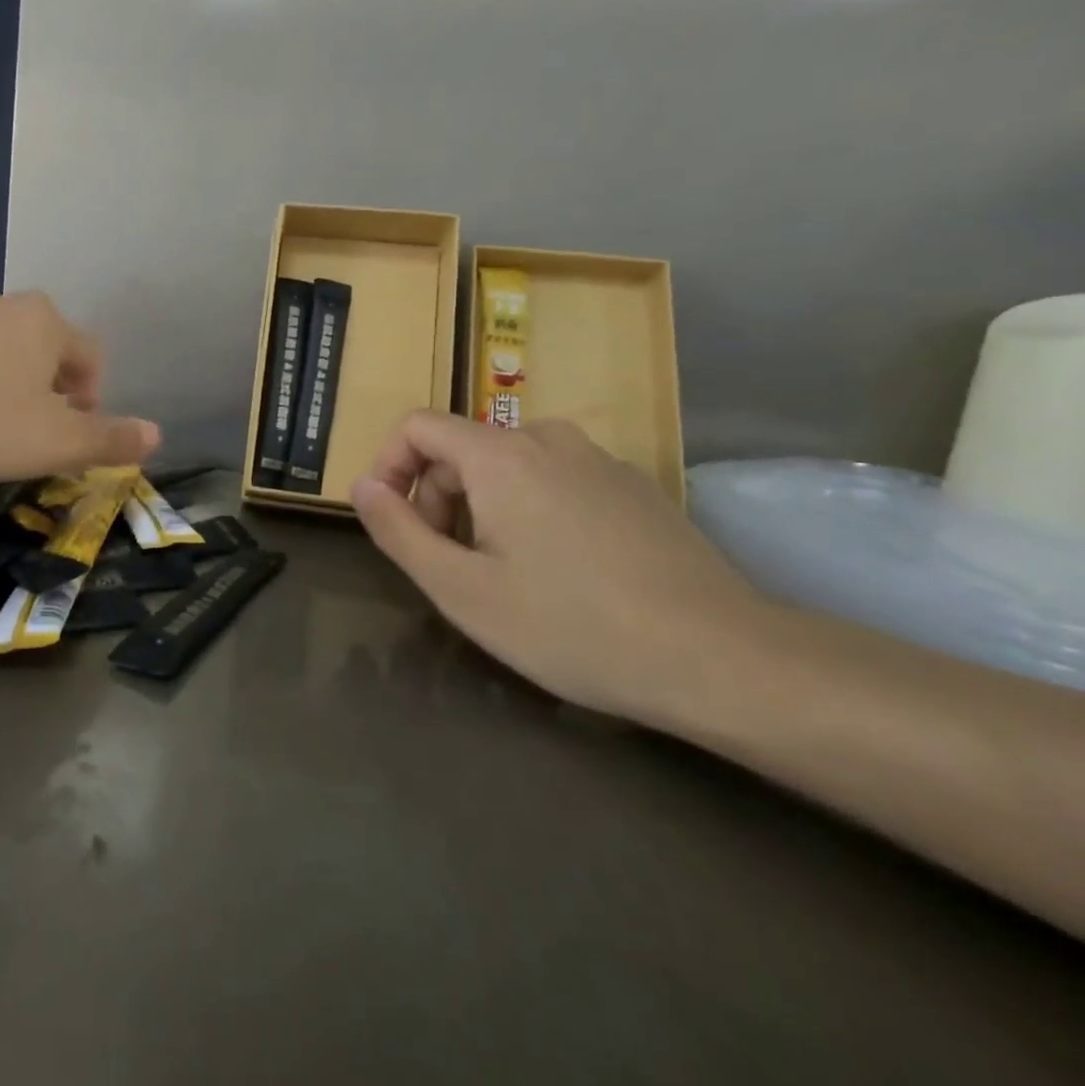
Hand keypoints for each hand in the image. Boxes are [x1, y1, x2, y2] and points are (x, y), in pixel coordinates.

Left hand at [0, 291, 159, 480]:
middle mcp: (6, 307)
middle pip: (47, 352)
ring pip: (3, 354)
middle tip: (36, 434)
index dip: (92, 399)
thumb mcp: (56, 441)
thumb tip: (157, 436)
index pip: (90, 357)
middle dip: (51, 392)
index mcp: (47, 323)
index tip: (73, 435)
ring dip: (9, 388)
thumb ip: (110, 439)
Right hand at [351, 411, 767, 721]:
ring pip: (509, 466)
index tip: (392, 521)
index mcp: (499, 455)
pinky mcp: (636, 487)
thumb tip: (362, 486)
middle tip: (450, 566)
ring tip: (502, 575)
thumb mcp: (460, 589)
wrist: (722, 659)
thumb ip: (397, 530)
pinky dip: (531, 511)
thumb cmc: (572, 625)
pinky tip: (561, 573)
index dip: (388, 466)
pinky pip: (556, 480)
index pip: (417, 425)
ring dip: (481, 508)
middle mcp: (548, 439)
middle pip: (461, 448)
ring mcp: (599, 460)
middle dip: (437, 499)